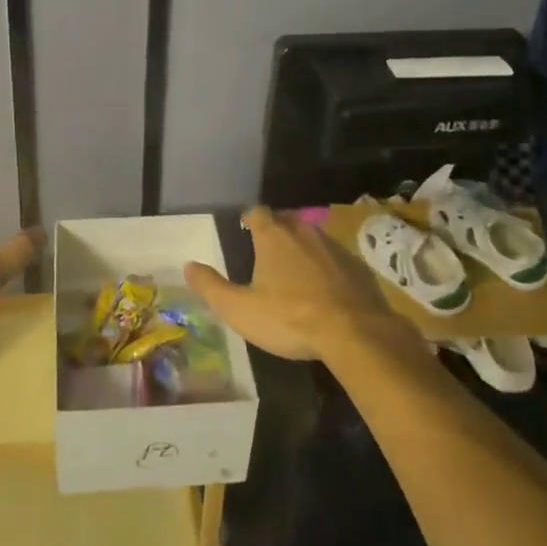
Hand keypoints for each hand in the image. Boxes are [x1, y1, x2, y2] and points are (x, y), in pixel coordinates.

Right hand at [184, 207, 416, 362]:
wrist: (355, 333)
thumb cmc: (290, 318)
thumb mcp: (240, 309)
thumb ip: (211, 287)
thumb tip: (189, 265)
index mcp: (273, 236)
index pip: (257, 212)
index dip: (249, 220)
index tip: (244, 231)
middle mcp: (303, 231)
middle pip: (286, 221)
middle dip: (275, 232)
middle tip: (266, 254)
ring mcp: (334, 246)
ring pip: (312, 239)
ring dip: (302, 250)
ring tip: (295, 274)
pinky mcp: (357, 266)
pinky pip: (335, 259)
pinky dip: (327, 269)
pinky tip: (325, 292)